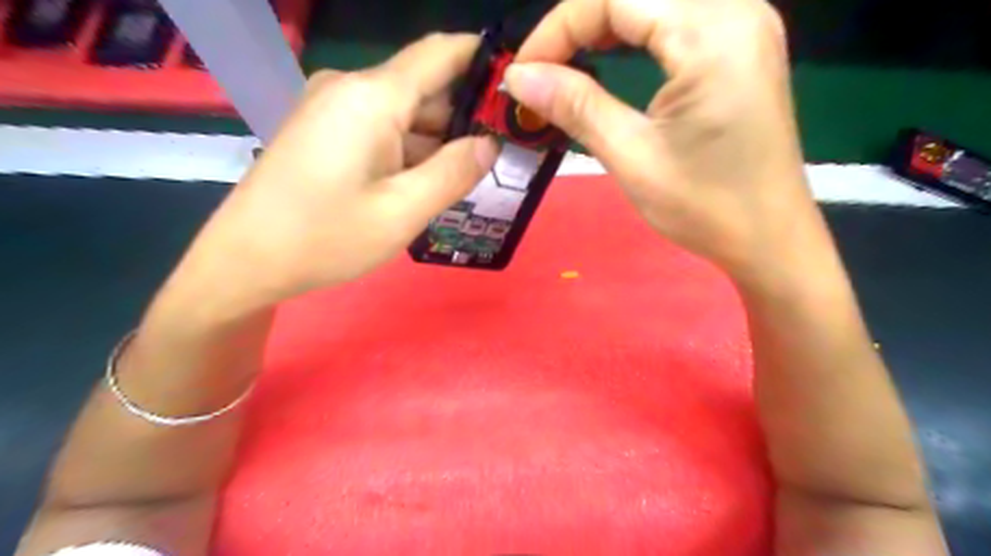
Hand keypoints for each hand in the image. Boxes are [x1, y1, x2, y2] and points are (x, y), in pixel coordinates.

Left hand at [165, 35, 504, 322]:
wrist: (245, 260)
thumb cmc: (325, 237)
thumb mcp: (403, 212)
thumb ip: (454, 172)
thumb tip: (490, 143)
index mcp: (372, 97)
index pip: (441, 53)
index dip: (483, 61)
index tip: (517, 87)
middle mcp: (351, 88)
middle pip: (425, 88)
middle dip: (463, 118)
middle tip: (500, 156)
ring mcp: (333, 108)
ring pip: (404, 113)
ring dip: (436, 141)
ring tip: (466, 177)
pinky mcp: (324, 130)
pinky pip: (381, 128)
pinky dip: (408, 150)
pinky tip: (423, 182)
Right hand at [507, 0, 817, 278]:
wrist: (768, 237)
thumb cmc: (705, 207)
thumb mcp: (632, 157)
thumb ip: (576, 106)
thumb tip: (519, 77)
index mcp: (713, 34)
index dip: (559, 27)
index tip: (523, 72)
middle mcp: (737, 9)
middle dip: (579, 24)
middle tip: (543, 70)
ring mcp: (746, 23)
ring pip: (655, 0)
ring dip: (604, 24)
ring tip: (567, 63)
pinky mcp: (743, 43)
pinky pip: (678, 16)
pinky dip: (635, 31)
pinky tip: (610, 54)